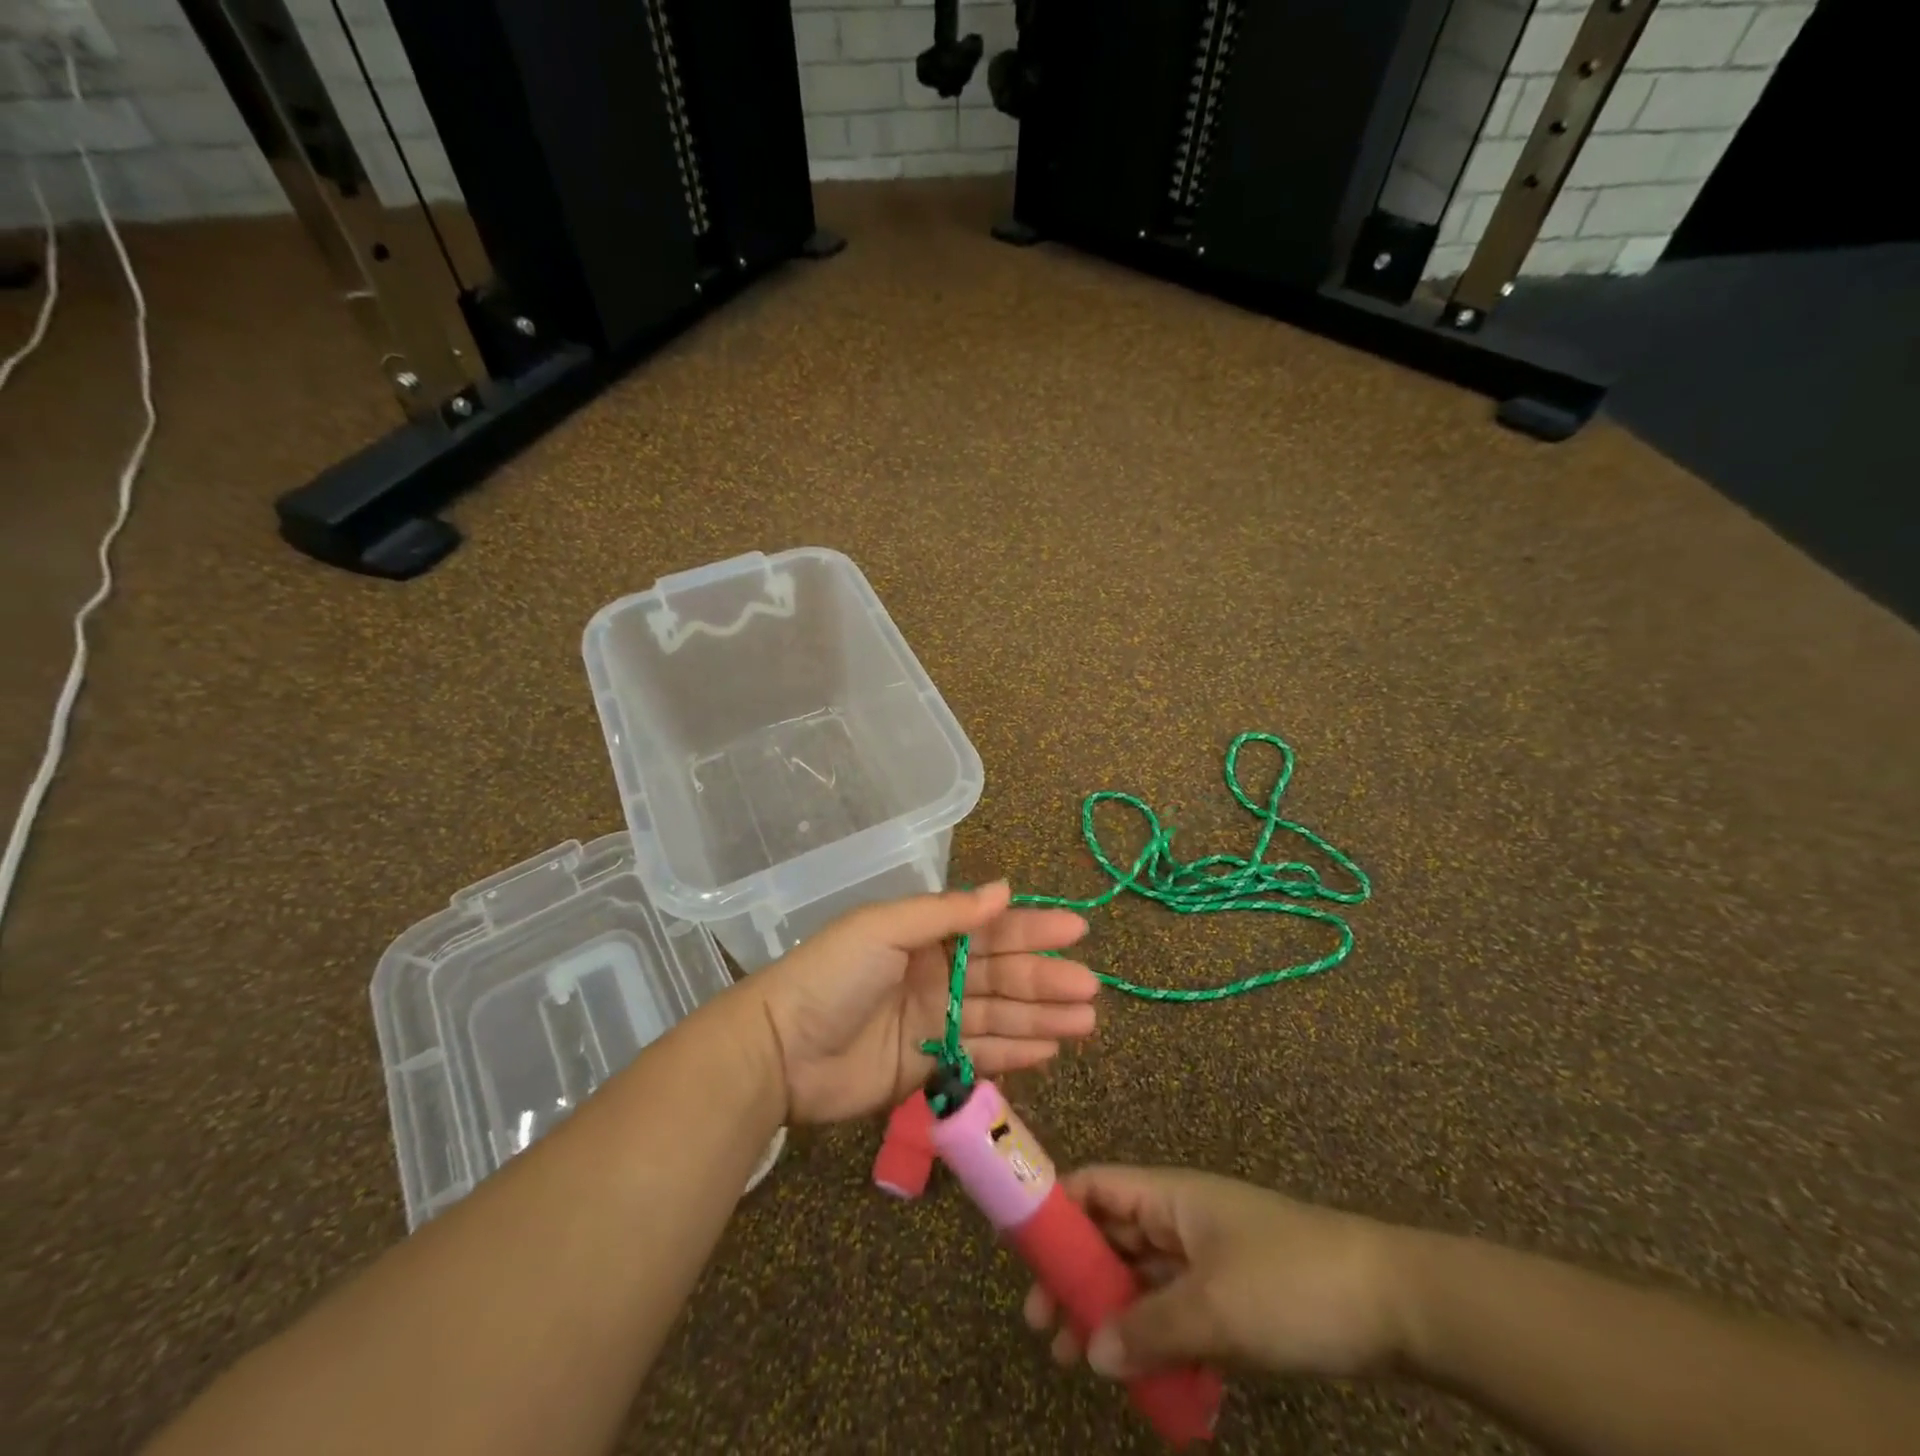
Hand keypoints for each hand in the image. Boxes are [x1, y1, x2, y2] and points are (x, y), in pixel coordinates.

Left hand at [748, 881, 1099, 1124]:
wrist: (780, 1050)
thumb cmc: (833, 976)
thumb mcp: (885, 929)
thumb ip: (946, 914)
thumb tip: (1004, 890)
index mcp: (924, 935)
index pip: (989, 930)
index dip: (1033, 930)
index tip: (1077, 931)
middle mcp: (934, 974)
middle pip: (1001, 975)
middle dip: (1046, 980)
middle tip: (1092, 989)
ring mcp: (933, 1021)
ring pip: (999, 1016)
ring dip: (1042, 1017)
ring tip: (1086, 1023)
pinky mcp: (927, 1065)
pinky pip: (980, 1055)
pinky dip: (1015, 1052)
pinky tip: (1050, 1051)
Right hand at [1023, 1167, 1408, 1380]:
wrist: (1394, 1305)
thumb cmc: (1291, 1283)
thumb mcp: (1215, 1309)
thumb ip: (1148, 1329)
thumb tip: (1091, 1352)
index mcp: (1169, 1196)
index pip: (1095, 1187)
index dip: (1054, 1209)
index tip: (1018, 1252)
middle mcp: (1180, 1219)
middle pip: (1111, 1237)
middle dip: (1074, 1276)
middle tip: (1043, 1327)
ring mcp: (1207, 1259)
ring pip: (1140, 1279)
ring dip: (1108, 1314)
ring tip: (1075, 1362)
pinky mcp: (1232, 1298)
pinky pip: (1174, 1312)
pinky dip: (1152, 1338)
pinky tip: (1139, 1379)